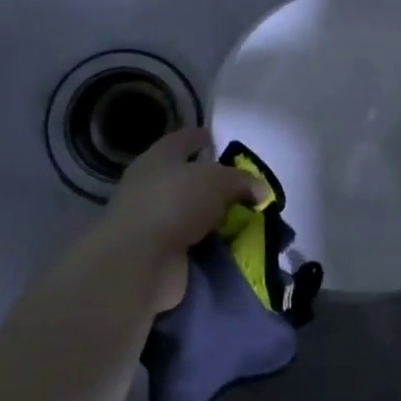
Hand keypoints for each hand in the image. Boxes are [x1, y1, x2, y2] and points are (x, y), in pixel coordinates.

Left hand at [92, 126, 265, 310]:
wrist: (140, 262)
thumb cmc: (175, 203)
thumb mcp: (218, 180)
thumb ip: (242, 181)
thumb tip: (260, 190)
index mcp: (160, 157)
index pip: (184, 139)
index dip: (202, 138)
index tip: (220, 141)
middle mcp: (152, 185)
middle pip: (188, 178)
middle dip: (215, 183)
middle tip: (246, 188)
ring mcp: (154, 220)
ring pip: (192, 212)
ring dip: (214, 217)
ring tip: (247, 219)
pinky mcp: (159, 252)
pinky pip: (193, 242)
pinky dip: (210, 243)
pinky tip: (233, 244)